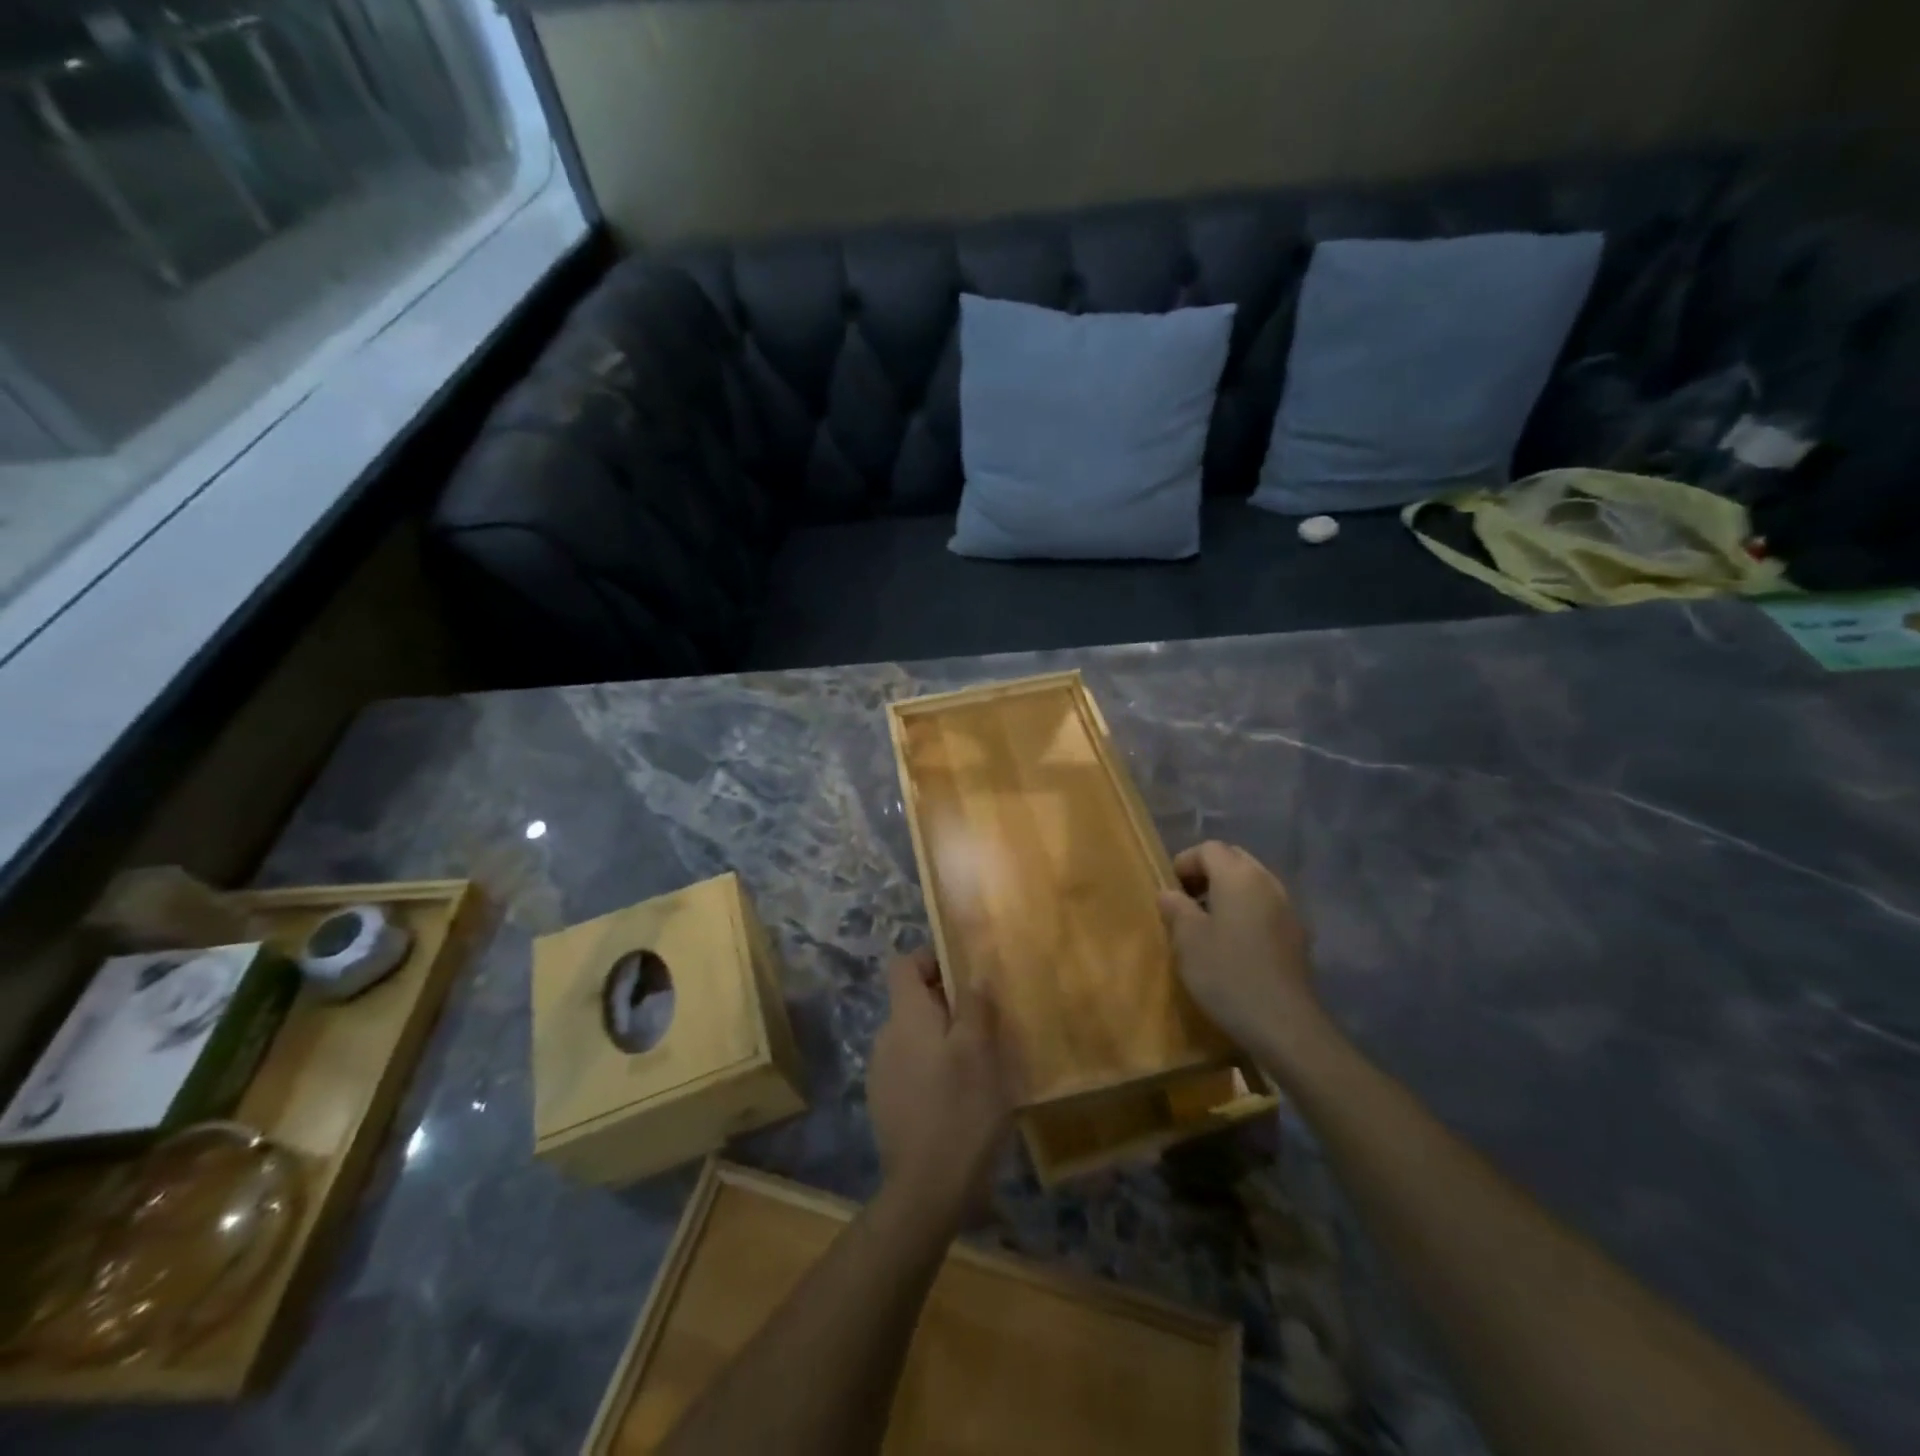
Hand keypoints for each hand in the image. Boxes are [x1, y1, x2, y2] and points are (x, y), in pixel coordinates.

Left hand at [867, 949, 1019, 1225]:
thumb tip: (973, 971)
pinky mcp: (886, 1102)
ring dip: (942, 1037)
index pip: (903, 964)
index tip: (964, 972)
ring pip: (914, 1035)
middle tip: (985, 1020)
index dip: (930, 958)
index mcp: (906, 1017)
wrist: (926, 1190)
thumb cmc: (960, 1110)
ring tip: (979, 1060)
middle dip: (946, 1001)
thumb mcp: (979, 1052)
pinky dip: (932, 1067)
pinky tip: (959, 1095)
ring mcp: (881, 1071)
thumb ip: (974, 1006)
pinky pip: (911, 1066)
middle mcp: (886, 1036)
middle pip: (911, 999)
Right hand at [1157, 841, 1330, 1074]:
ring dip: (1228, 891)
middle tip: (1187, 901)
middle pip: (1234, 859)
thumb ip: (1175, 908)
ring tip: (1209, 922)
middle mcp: (1267, 882)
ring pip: (1252, 882)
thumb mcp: (1187, 941)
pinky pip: (1266, 905)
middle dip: (1208, 872)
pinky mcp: (1298, 934)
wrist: (1284, 1024)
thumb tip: (1170, 893)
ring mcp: (1288, 908)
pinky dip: (1247, 910)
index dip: (1185, 862)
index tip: (1170, 889)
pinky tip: (1235, 942)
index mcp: (1238, 876)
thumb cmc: (1227, 975)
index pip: (1209, 848)